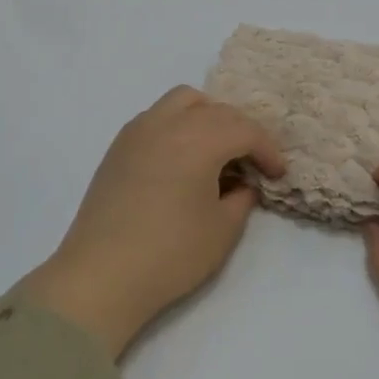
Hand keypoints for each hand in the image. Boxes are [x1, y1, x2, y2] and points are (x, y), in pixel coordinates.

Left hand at [21, 87, 285, 358]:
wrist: (101, 276)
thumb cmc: (170, 254)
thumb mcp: (223, 230)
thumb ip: (242, 197)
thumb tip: (242, 183)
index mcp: (198, 140)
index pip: (245, 130)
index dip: (268, 149)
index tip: (277, 174)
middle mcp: (167, 123)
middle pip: (216, 110)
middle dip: (241, 131)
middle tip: (251, 163)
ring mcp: (137, 131)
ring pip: (182, 102)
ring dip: (208, 117)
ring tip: (216, 151)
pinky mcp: (118, 147)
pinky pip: (157, 117)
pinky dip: (179, 125)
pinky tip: (182, 159)